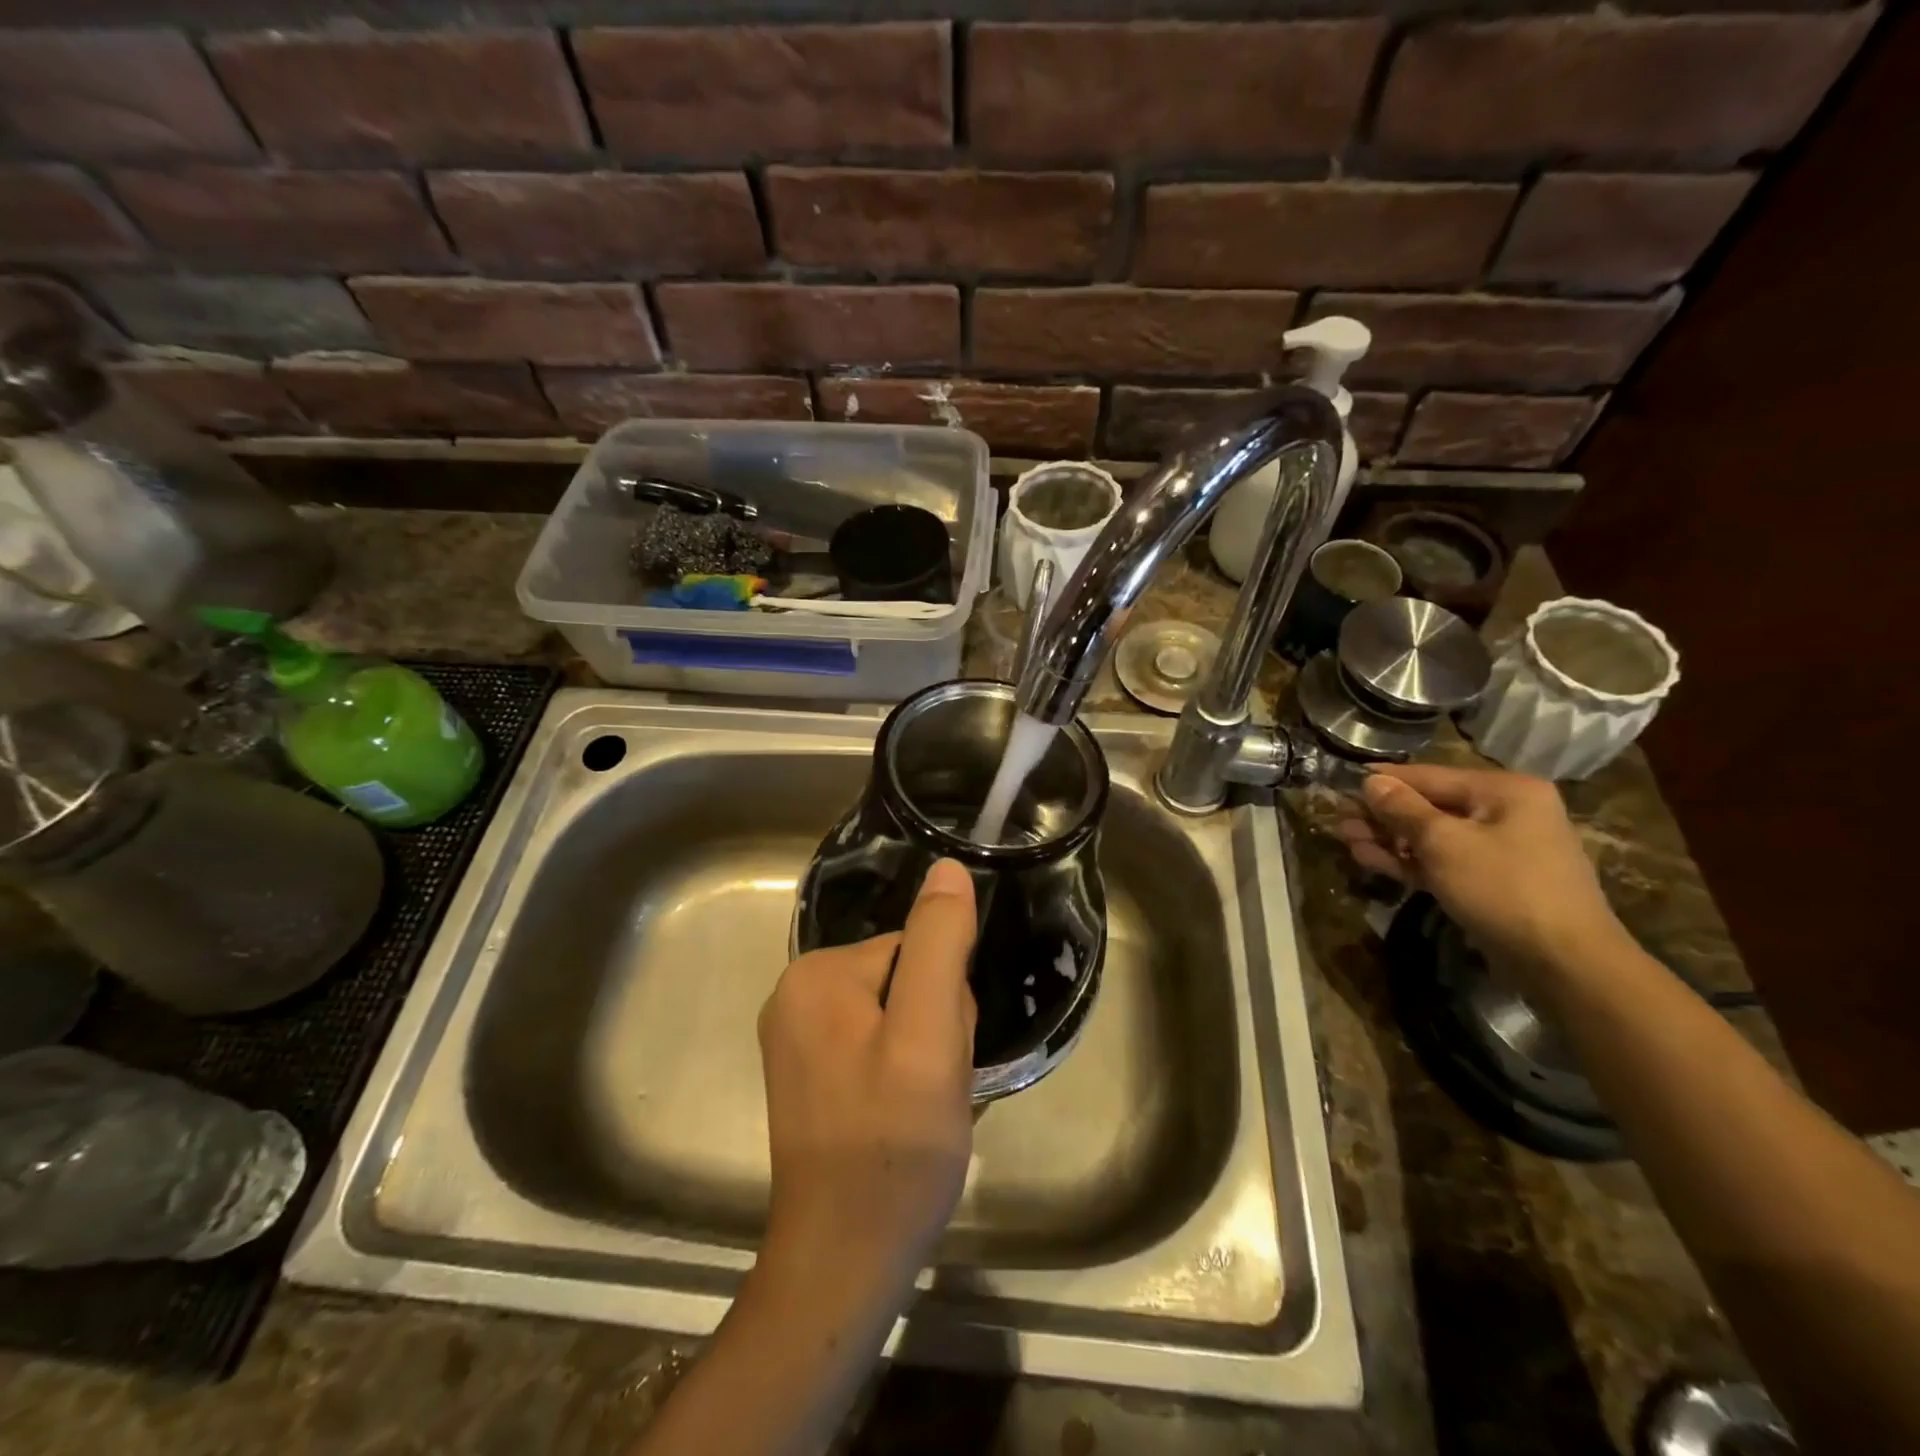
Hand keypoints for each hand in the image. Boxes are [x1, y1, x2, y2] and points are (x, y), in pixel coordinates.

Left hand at [756, 857, 978, 1309]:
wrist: (846, 1262)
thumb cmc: (892, 1146)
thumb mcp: (928, 1036)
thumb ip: (938, 944)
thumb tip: (948, 868)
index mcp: (816, 975)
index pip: (915, 949)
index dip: (946, 1001)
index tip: (941, 1056)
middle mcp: (795, 996)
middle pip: (905, 978)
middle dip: (935, 1026)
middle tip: (933, 1088)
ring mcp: (798, 1039)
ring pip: (898, 1014)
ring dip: (926, 1052)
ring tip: (921, 1108)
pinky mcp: (811, 1076)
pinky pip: (879, 1045)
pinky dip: (905, 1074)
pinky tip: (905, 1118)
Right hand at [1335, 763, 1628, 972]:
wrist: (1564, 963)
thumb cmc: (1503, 888)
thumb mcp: (1444, 842)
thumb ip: (1403, 808)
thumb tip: (1371, 781)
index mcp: (1505, 790)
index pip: (1429, 775)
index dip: (1383, 780)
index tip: (1343, 783)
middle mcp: (1506, 812)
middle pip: (1429, 805)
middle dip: (1382, 814)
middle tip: (1339, 819)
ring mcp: (1500, 849)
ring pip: (1432, 836)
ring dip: (1389, 839)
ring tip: (1346, 841)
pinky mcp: (1491, 882)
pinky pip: (1443, 861)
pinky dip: (1409, 861)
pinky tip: (1372, 860)